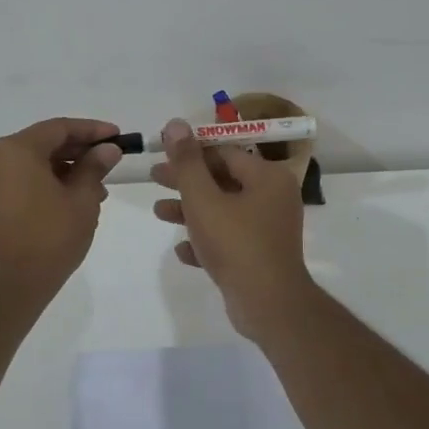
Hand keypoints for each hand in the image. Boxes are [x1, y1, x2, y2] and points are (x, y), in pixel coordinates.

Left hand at [0, 118, 122, 297]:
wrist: (9, 284)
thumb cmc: (49, 236)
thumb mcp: (82, 199)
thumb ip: (95, 167)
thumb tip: (108, 149)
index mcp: (19, 149)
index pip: (60, 127)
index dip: (92, 130)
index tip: (118, 137)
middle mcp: (0, 158)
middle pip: (46, 142)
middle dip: (81, 149)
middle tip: (111, 159)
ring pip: (37, 162)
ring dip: (68, 168)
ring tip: (99, 186)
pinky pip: (26, 179)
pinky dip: (51, 182)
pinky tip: (76, 199)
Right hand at [151, 117, 308, 327]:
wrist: (268, 305)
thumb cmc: (236, 243)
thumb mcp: (203, 199)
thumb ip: (187, 162)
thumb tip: (175, 123)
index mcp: (267, 177)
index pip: (224, 153)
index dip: (191, 152)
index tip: (162, 155)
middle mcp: (274, 197)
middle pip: (223, 180)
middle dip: (186, 181)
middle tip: (154, 178)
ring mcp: (269, 228)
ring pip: (224, 210)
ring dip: (191, 210)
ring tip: (158, 213)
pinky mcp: (262, 256)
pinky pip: (230, 240)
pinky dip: (206, 240)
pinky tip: (182, 250)